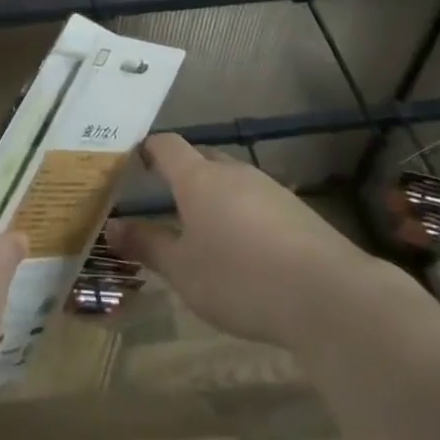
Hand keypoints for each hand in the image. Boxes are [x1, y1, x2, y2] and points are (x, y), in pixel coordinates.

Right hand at [107, 134, 414, 351]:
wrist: (327, 294)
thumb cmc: (240, 278)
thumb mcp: (184, 270)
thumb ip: (148, 245)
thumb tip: (112, 226)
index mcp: (198, 178)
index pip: (167, 146)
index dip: (149, 148)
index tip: (134, 160)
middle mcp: (233, 172)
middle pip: (202, 159)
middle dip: (183, 173)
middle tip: (166, 199)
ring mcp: (269, 187)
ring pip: (232, 180)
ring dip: (216, 196)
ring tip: (205, 228)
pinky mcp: (297, 210)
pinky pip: (258, 201)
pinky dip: (244, 215)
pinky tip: (247, 249)